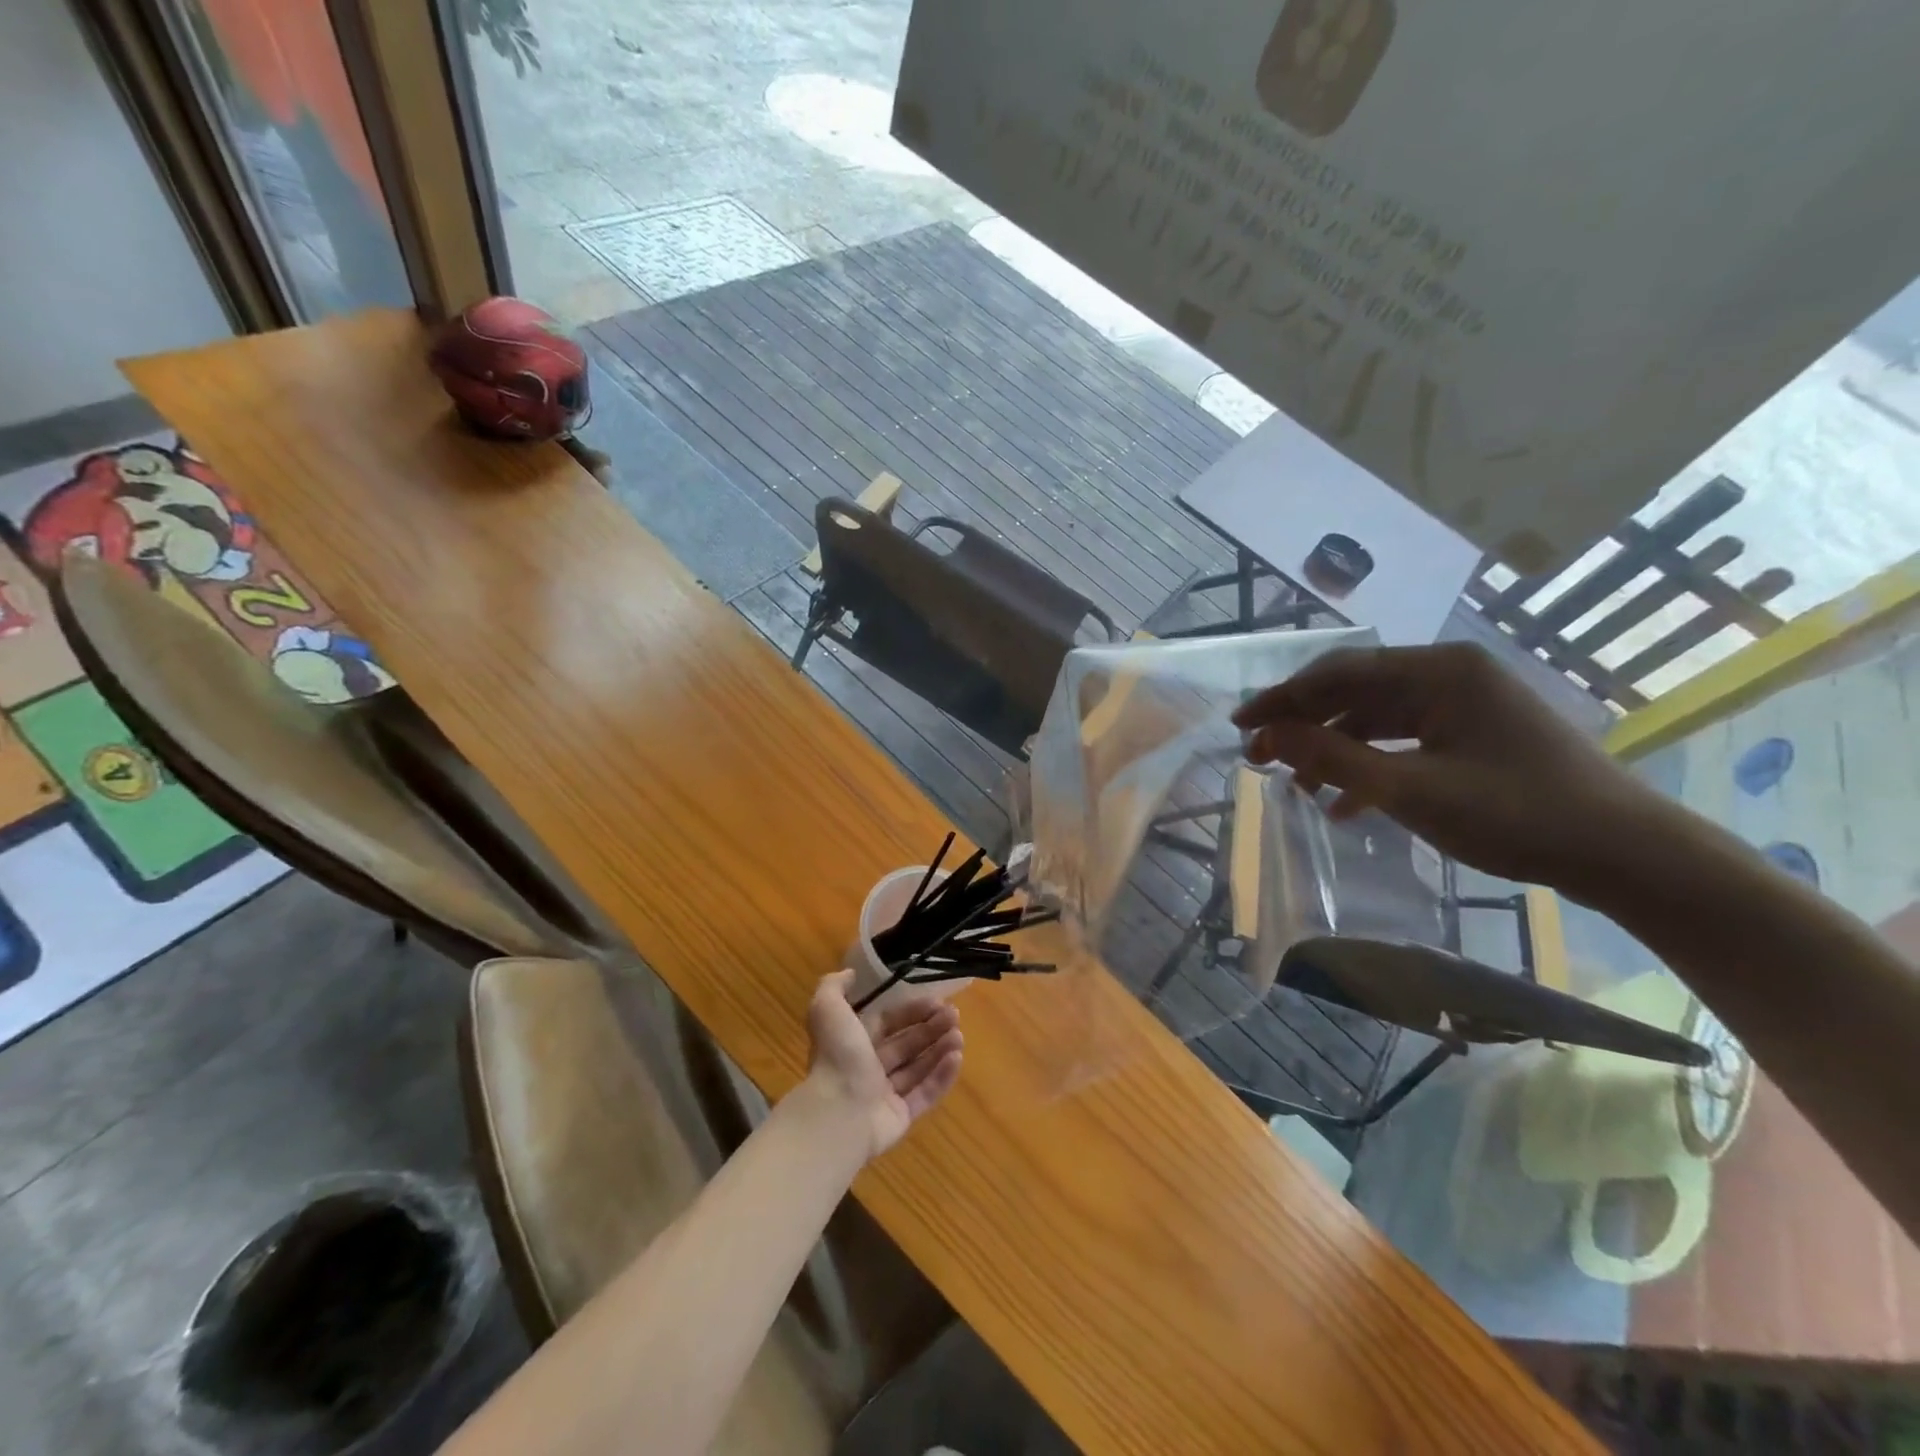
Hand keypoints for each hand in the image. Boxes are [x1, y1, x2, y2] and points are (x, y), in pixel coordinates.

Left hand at [802, 971, 962, 1159]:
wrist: (839, 1113)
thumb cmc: (838, 1058)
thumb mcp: (828, 1010)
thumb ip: (833, 987)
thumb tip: (850, 974)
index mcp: (854, 1042)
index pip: (888, 1021)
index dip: (912, 1010)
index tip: (937, 1001)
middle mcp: (869, 1068)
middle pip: (906, 1044)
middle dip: (931, 1028)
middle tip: (955, 1016)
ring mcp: (885, 1095)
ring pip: (918, 1067)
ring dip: (940, 1049)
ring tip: (959, 1036)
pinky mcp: (901, 1117)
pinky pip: (925, 1093)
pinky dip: (942, 1076)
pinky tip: (957, 1058)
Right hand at [1232, 643, 1665, 899]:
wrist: (1625, 853)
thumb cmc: (1517, 814)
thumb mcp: (1411, 790)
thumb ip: (1333, 758)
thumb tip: (1268, 734)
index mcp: (1439, 670)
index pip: (1338, 673)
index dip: (1282, 699)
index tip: (1240, 726)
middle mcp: (1449, 673)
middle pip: (1353, 690)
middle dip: (1302, 723)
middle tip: (1259, 756)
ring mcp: (1464, 702)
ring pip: (1374, 716)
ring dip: (1332, 747)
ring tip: (1295, 783)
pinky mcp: (1472, 732)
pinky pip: (1402, 738)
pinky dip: (1368, 763)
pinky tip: (1344, 803)